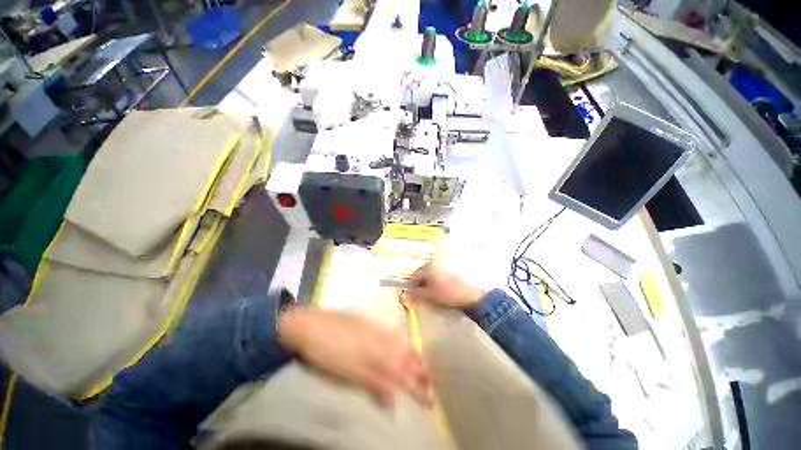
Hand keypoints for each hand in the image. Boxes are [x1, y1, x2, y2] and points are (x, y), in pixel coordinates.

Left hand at [277, 306, 432, 407]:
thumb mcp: (348, 372)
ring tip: (423, 368)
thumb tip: (393, 399)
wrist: (311, 324)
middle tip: (431, 387)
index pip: (403, 372)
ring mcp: (375, 328)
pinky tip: (401, 346)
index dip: (417, 387)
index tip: (430, 401)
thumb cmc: (327, 352)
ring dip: (413, 358)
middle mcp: (381, 338)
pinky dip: (401, 343)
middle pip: (406, 356)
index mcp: (377, 353)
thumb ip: (373, 382)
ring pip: (401, 344)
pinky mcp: (369, 322)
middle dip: (420, 373)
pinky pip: (391, 334)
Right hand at [405, 262, 484, 308]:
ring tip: (427, 297)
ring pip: (428, 278)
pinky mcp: (448, 274)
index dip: (410, 287)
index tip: (409, 297)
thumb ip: (415, 295)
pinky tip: (436, 294)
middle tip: (418, 298)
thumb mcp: (428, 296)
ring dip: (425, 287)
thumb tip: (403, 295)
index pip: (413, 276)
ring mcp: (442, 269)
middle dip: (418, 286)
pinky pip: (436, 279)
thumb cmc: (447, 294)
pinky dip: (433, 286)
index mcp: (428, 268)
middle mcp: (434, 265)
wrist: (469, 297)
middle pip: (421, 276)